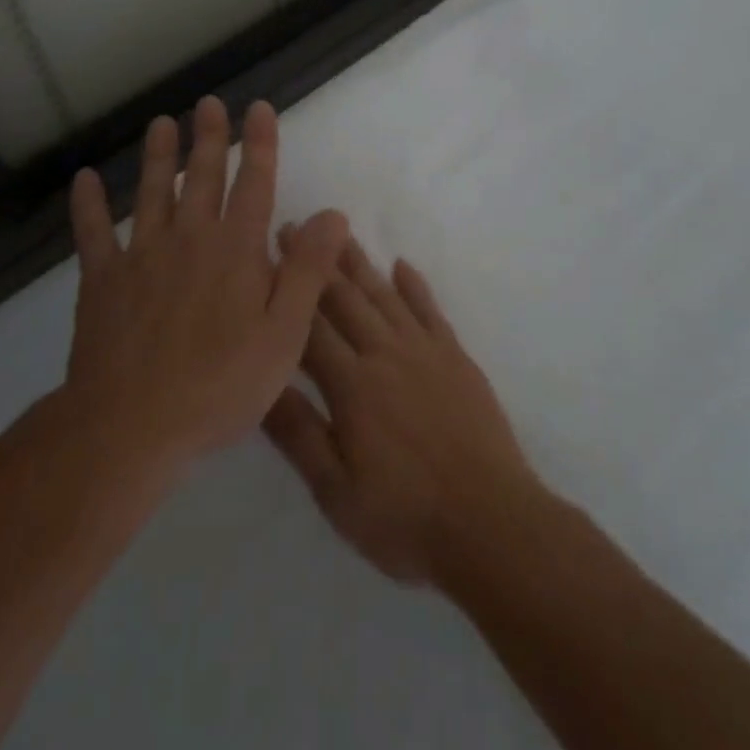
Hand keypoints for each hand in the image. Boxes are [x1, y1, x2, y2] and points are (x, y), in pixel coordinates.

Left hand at [63, 96, 349, 466]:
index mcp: (235, 249)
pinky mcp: (103, 281)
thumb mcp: (284, 333)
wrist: (131, 426)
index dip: (259, 143)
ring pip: (151, 193)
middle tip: (208, 103)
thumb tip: (332, 215)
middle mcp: (190, 238)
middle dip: (209, 138)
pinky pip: (92, 233)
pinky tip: (84, 179)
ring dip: (157, 157)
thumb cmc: (220, 384)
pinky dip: (87, 205)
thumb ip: (308, 270)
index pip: (254, 183)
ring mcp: (141, 256)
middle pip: (201, 177)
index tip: (258, 108)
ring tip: (161, 124)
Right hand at [262, 238, 542, 586]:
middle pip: (346, 299)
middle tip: (297, 227)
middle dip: (317, 263)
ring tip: (340, 234)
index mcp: (352, 386)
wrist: (490, 522)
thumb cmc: (405, 517)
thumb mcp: (336, 492)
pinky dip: (415, 285)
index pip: (310, 326)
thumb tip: (258, 382)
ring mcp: (426, 351)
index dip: (288, 289)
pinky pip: (430, 310)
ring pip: (385, 296)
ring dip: (360, 263)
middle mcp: (386, 354)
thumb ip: (298, 434)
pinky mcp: (456, 357)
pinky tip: (402, 265)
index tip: (269, 254)